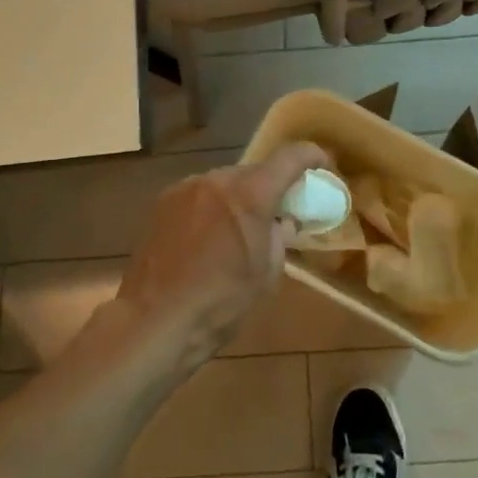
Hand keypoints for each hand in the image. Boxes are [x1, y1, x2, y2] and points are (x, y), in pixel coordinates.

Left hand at [117, 142, 328, 371]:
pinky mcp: (162, 202)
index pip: (290, 157)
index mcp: (250, 194)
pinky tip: (206, 240)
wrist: (154, 321)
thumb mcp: (267, 274)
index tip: (323, 166)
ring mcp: (185, 187)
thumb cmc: (220, 304)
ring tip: (237, 232)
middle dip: (270, 188)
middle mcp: (217, 179)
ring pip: (224, 183)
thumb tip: (281, 222)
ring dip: (237, 199)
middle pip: (254, 172)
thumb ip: (280, 237)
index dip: (312, 156)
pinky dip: (211, 207)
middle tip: (277, 214)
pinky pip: (199, 195)